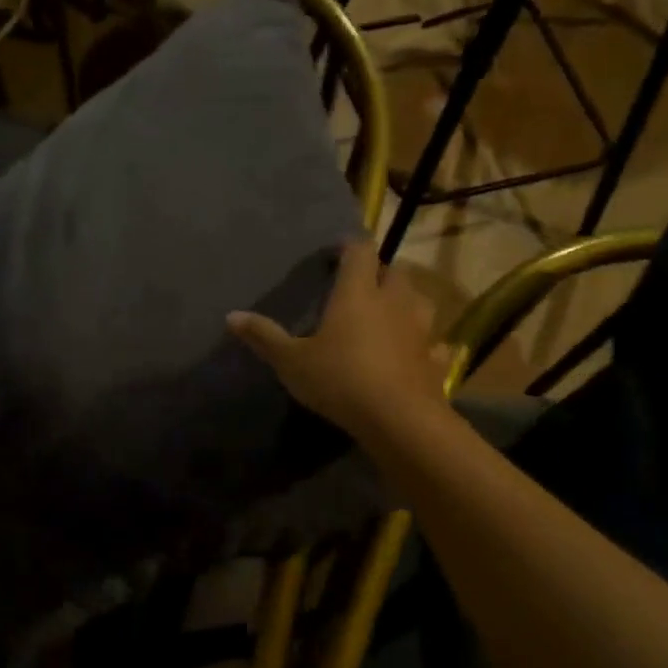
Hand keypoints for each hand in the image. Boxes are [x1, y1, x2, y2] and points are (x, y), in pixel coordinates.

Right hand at [228, 240, 450, 442]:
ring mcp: (421, 330)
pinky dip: (427, 345)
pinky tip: (417, 354)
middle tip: (361, 286)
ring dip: (406, 302)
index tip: (336, 254)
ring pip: (420, 301)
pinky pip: (435, 344)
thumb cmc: (340, 380)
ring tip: (390, 314)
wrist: (398, 419)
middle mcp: (394, 301)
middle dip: (379, 273)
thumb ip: (264, 337)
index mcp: (357, 293)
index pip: (359, 251)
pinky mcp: (436, 359)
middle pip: (393, 271)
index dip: (349, 247)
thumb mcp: (291, 361)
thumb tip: (231, 315)